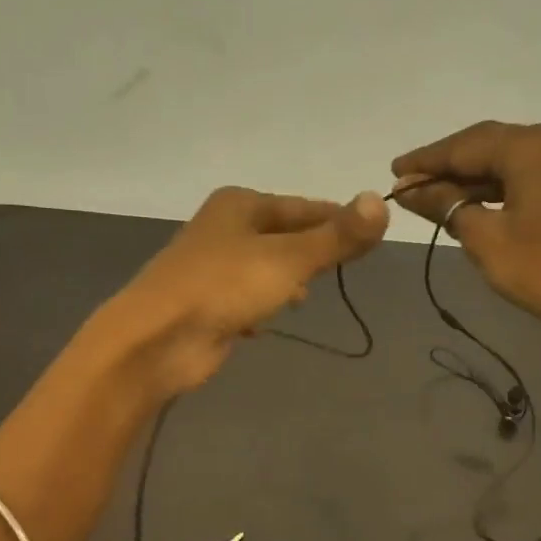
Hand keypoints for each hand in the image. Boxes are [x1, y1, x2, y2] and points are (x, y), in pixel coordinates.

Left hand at [113, 186, 389, 393]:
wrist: (158, 339)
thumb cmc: (225, 287)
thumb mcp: (289, 258)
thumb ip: (337, 236)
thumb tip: (382, 201)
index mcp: (241, 205)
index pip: (305, 207)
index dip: (339, 220)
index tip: (372, 238)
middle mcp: (225, 228)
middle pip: (286, 236)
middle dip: (313, 253)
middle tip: (344, 269)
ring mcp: (213, 268)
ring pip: (266, 268)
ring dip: (288, 281)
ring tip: (306, 297)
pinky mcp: (208, 304)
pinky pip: (247, 298)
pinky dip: (262, 306)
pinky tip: (267, 321)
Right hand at [390, 122, 540, 338]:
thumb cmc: (540, 269)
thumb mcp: (482, 236)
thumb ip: (444, 203)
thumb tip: (408, 189)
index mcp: (531, 146)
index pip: (465, 146)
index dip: (426, 160)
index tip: (393, 172)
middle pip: (487, 144)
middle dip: (446, 165)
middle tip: (407, 183)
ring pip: (507, 158)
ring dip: (470, 176)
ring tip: (431, 194)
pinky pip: (526, 173)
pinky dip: (495, 185)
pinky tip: (470, 200)